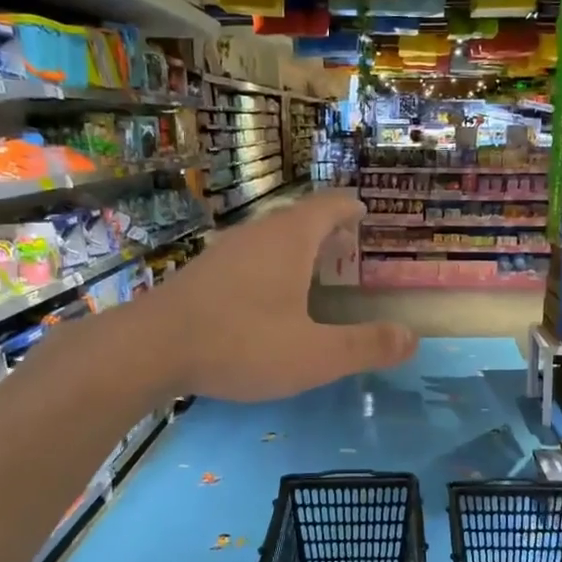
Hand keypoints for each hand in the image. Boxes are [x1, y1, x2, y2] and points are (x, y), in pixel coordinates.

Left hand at [143, 190, 416, 399]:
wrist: (149, 349)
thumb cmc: (242, 343)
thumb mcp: (315, 355)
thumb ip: (366, 346)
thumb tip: (411, 338)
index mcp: (290, 240)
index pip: (329, 206)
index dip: (351, 208)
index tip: (366, 213)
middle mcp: (258, 235)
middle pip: (301, 219)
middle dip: (328, 230)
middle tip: (350, 246)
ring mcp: (226, 252)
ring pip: (272, 238)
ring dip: (299, 248)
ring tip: (316, 271)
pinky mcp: (203, 274)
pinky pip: (250, 257)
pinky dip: (273, 265)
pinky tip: (270, 297)